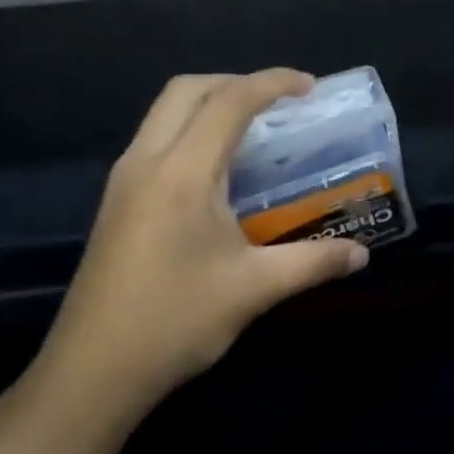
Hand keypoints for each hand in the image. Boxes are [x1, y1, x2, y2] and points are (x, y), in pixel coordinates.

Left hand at [36, 69, 368, 408]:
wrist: (93, 371)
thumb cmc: (175, 321)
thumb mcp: (254, 289)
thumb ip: (313, 262)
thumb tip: (361, 255)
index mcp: (181, 172)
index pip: (228, 102)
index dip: (272, 83)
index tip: (309, 86)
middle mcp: (146, 161)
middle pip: (186, 90)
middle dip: (235, 82)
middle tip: (278, 103)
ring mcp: (124, 181)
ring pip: (164, 113)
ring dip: (209, 105)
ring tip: (254, 131)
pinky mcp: (116, 202)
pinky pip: (156, 141)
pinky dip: (191, 132)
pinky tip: (218, 173)